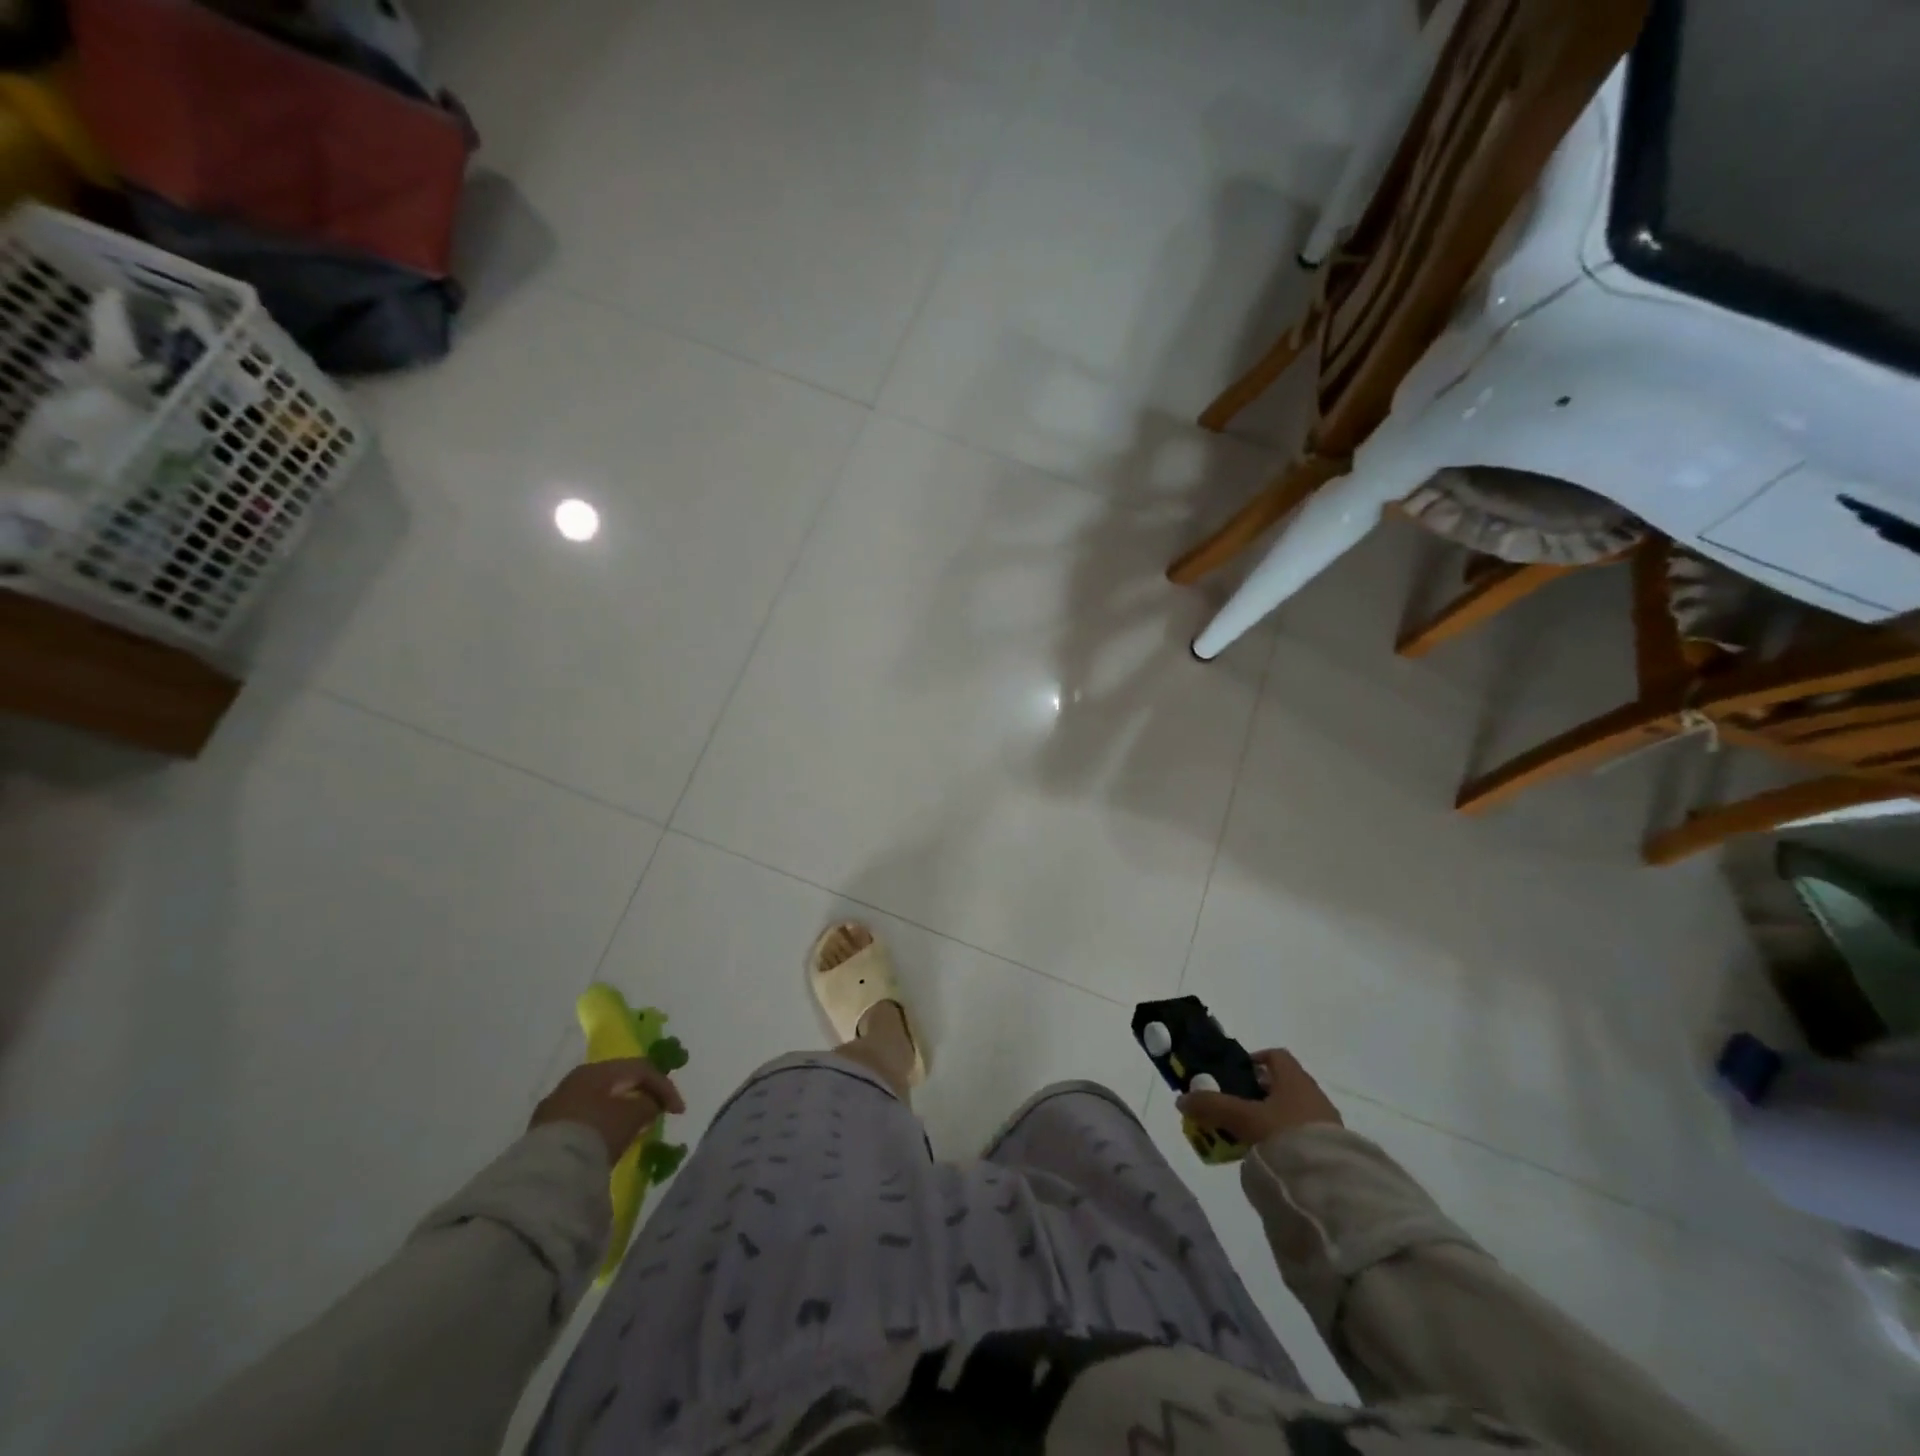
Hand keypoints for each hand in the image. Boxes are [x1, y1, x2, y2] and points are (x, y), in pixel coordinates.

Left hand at [531, 1059, 685, 1162]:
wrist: (547, 1173)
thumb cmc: (597, 1132)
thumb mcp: (633, 1116)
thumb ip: (648, 1104)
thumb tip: (649, 1105)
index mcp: (597, 1070)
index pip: (640, 1068)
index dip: (664, 1087)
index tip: (679, 1111)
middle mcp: (575, 1080)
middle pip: (618, 1082)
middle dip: (641, 1096)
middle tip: (657, 1113)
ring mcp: (555, 1106)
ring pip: (598, 1102)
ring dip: (619, 1112)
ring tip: (633, 1130)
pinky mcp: (543, 1132)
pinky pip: (582, 1121)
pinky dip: (600, 1126)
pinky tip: (606, 1142)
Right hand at [1177, 1049, 1340, 1146]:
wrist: (1331, 1186)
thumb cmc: (1285, 1135)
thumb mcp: (1242, 1118)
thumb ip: (1212, 1107)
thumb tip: (1182, 1099)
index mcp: (1295, 1079)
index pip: (1276, 1056)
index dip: (1255, 1060)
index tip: (1235, 1075)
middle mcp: (1314, 1095)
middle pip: (1282, 1085)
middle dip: (1257, 1095)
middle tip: (1235, 1109)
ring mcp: (1327, 1124)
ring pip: (1292, 1112)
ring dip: (1271, 1119)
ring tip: (1248, 1137)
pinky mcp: (1333, 1151)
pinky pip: (1303, 1136)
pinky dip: (1285, 1140)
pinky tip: (1271, 1157)